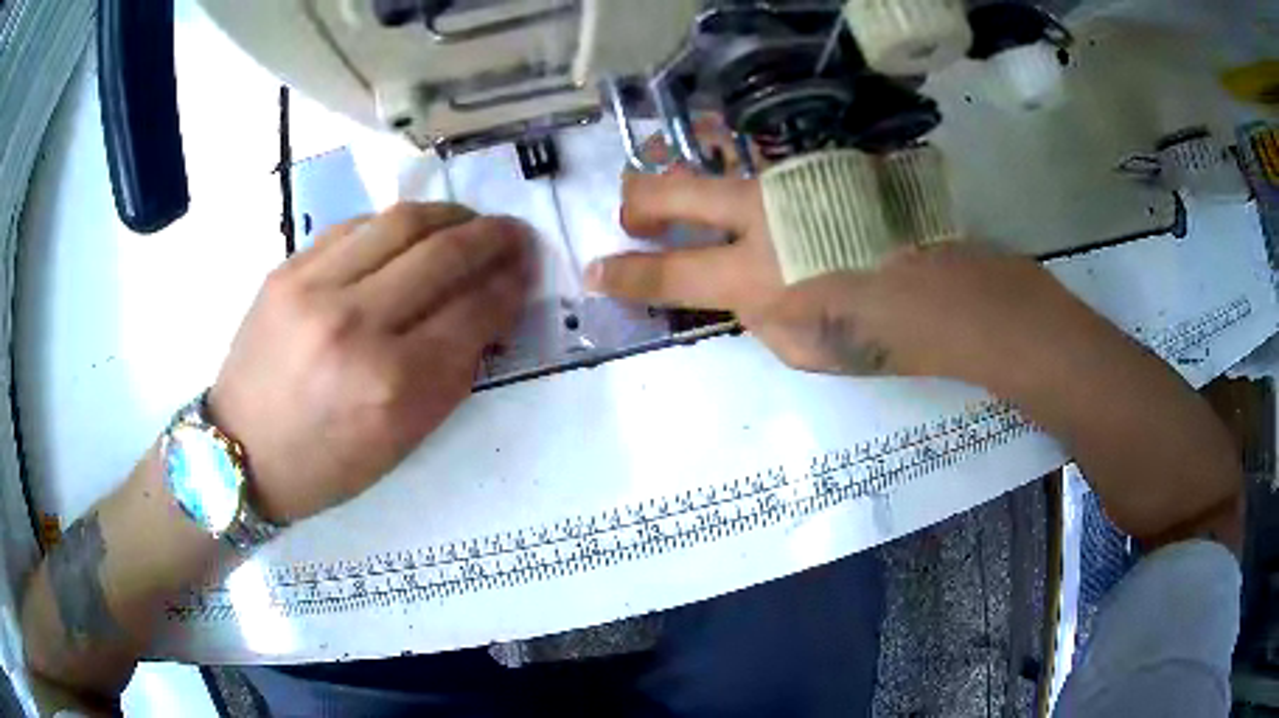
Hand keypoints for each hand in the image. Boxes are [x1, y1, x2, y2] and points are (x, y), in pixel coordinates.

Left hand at [209, 204, 533, 522]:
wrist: (240, 451)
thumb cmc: (326, 464)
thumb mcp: (402, 441)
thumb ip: (450, 375)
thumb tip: (485, 314)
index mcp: (393, 386)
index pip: (472, 313)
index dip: (509, 286)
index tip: (526, 271)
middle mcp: (356, 326)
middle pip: (443, 255)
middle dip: (492, 238)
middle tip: (513, 233)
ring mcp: (315, 289)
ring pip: (401, 223)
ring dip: (449, 215)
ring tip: (469, 221)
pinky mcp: (287, 269)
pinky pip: (356, 226)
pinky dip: (395, 224)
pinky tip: (410, 233)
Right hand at [586, 170, 1090, 383]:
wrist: (950, 294)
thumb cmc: (880, 337)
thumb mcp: (799, 348)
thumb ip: (754, 311)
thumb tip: (735, 285)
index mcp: (756, 277)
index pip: (665, 272)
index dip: (620, 274)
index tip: (594, 271)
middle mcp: (763, 215)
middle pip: (668, 188)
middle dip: (635, 203)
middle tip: (631, 219)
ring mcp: (793, 179)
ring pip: (712, 155)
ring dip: (681, 173)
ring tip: (676, 189)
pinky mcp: (822, 163)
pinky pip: (761, 158)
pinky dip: (736, 169)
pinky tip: (742, 182)